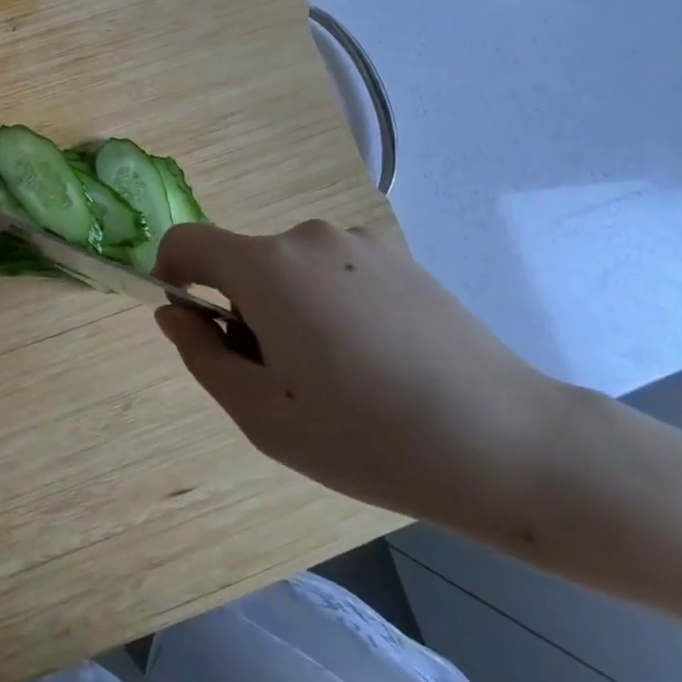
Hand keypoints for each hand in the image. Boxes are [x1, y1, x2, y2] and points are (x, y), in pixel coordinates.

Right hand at [153, 220, 567, 525]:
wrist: (508, 444)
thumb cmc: (366, 437)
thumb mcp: (261, 415)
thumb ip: (200, 354)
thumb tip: (174, 313)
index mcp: (268, 267)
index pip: (188, 241)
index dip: (172, 273)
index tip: (191, 322)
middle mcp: (309, 237)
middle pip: (244, 263)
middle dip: (240, 309)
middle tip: (279, 379)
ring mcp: (360, 243)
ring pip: (290, 271)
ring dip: (287, 309)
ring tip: (336, 377)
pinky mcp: (400, 259)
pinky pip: (334, 273)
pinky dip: (329, 306)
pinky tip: (377, 362)